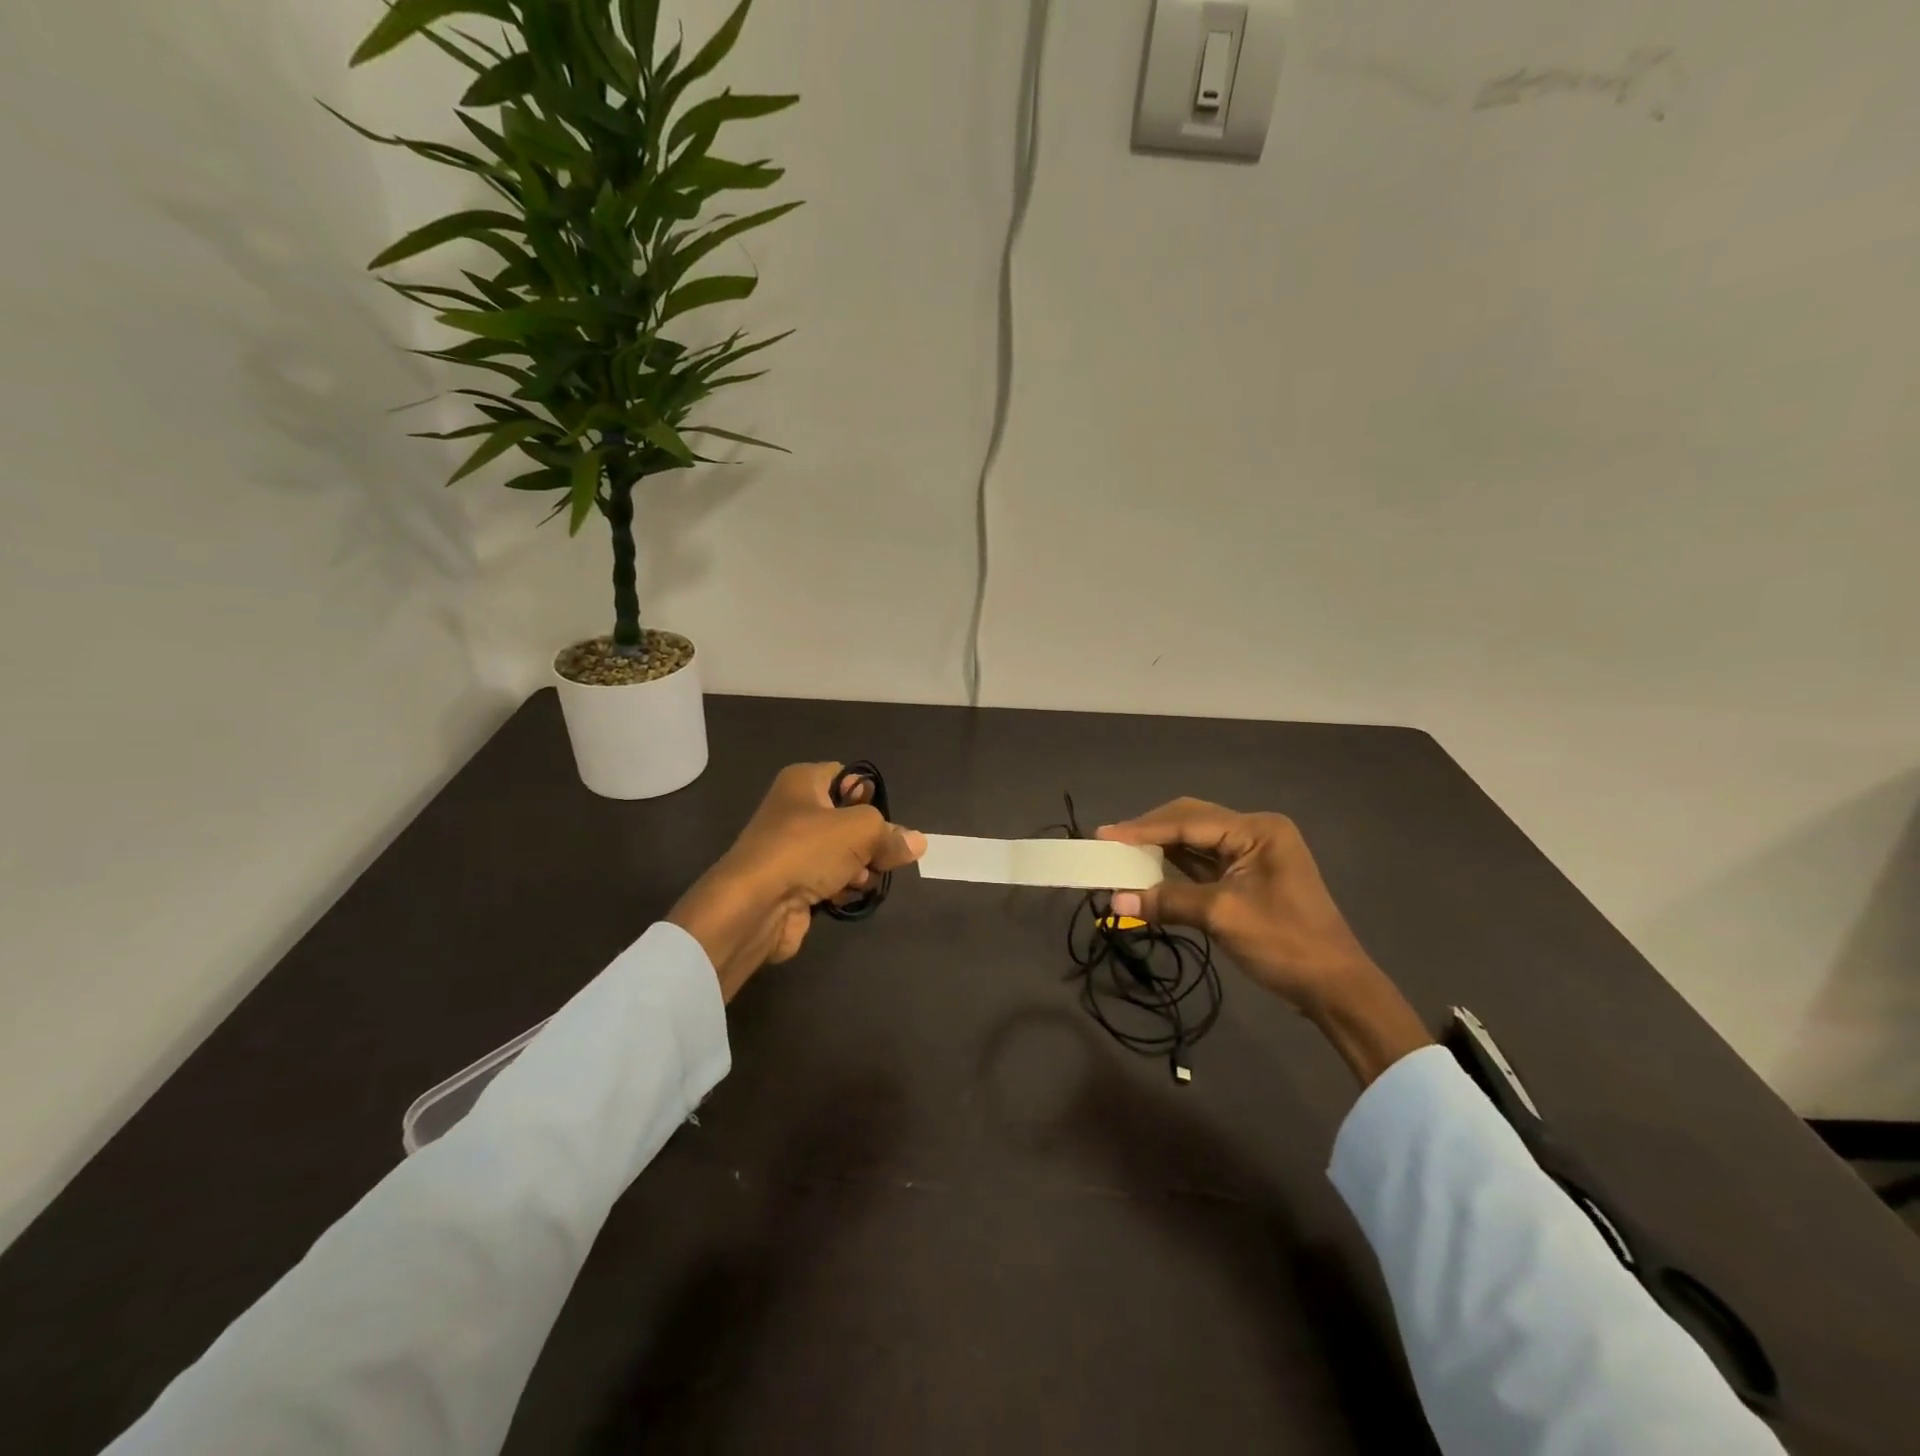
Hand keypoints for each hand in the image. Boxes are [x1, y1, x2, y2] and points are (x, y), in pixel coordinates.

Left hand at [668, 763, 925, 1002]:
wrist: (754, 906)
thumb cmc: (805, 850)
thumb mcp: (860, 830)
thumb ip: (891, 834)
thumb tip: (917, 842)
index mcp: (803, 782)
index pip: (847, 777)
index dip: (868, 796)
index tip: (882, 820)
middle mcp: (794, 810)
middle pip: (849, 819)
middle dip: (870, 841)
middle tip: (879, 857)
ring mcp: (791, 849)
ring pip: (843, 853)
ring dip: (859, 868)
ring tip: (860, 880)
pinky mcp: (792, 883)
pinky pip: (829, 879)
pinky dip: (841, 888)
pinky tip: (845, 897)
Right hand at [1098, 799, 1431, 1084]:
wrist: (1334, 988)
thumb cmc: (1285, 944)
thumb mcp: (1222, 917)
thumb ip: (1168, 901)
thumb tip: (1114, 899)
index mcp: (1257, 830)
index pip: (1188, 821)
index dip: (1143, 829)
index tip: (1103, 834)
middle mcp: (1255, 832)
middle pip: (1190, 822)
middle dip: (1149, 833)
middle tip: (1109, 843)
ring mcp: (1253, 854)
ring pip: (1195, 842)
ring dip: (1160, 850)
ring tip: (1121, 855)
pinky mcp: (1248, 877)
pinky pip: (1203, 864)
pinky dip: (1175, 869)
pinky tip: (1149, 872)